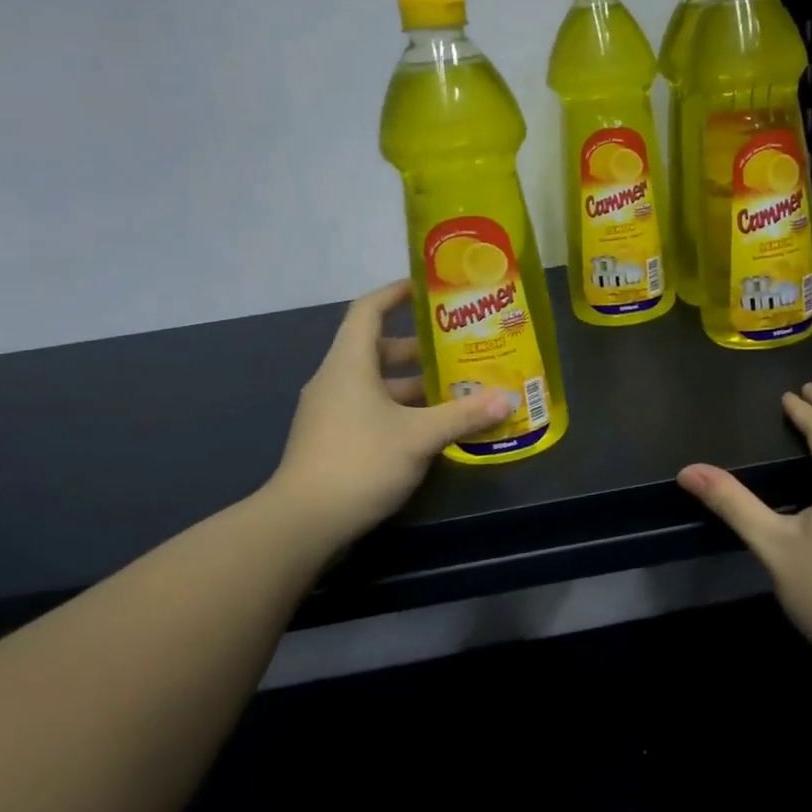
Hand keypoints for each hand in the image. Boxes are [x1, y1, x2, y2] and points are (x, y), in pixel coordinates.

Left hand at [266, 280, 510, 550]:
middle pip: (379, 349)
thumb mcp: (419, 436)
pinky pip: (372, 410)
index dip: (396, 292)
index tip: (428, 288)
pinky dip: (402, 412)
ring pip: (378, 385)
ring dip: (415, 386)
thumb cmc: (360, 461)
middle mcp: (337, 380)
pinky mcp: (333, 440)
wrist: (302, 523)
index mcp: (350, 363)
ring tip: (457, 390)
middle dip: (420, 349)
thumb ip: (464, 415)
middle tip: (460, 349)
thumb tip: (508, 399)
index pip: (369, 309)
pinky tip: (433, 429)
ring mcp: (331, 412)